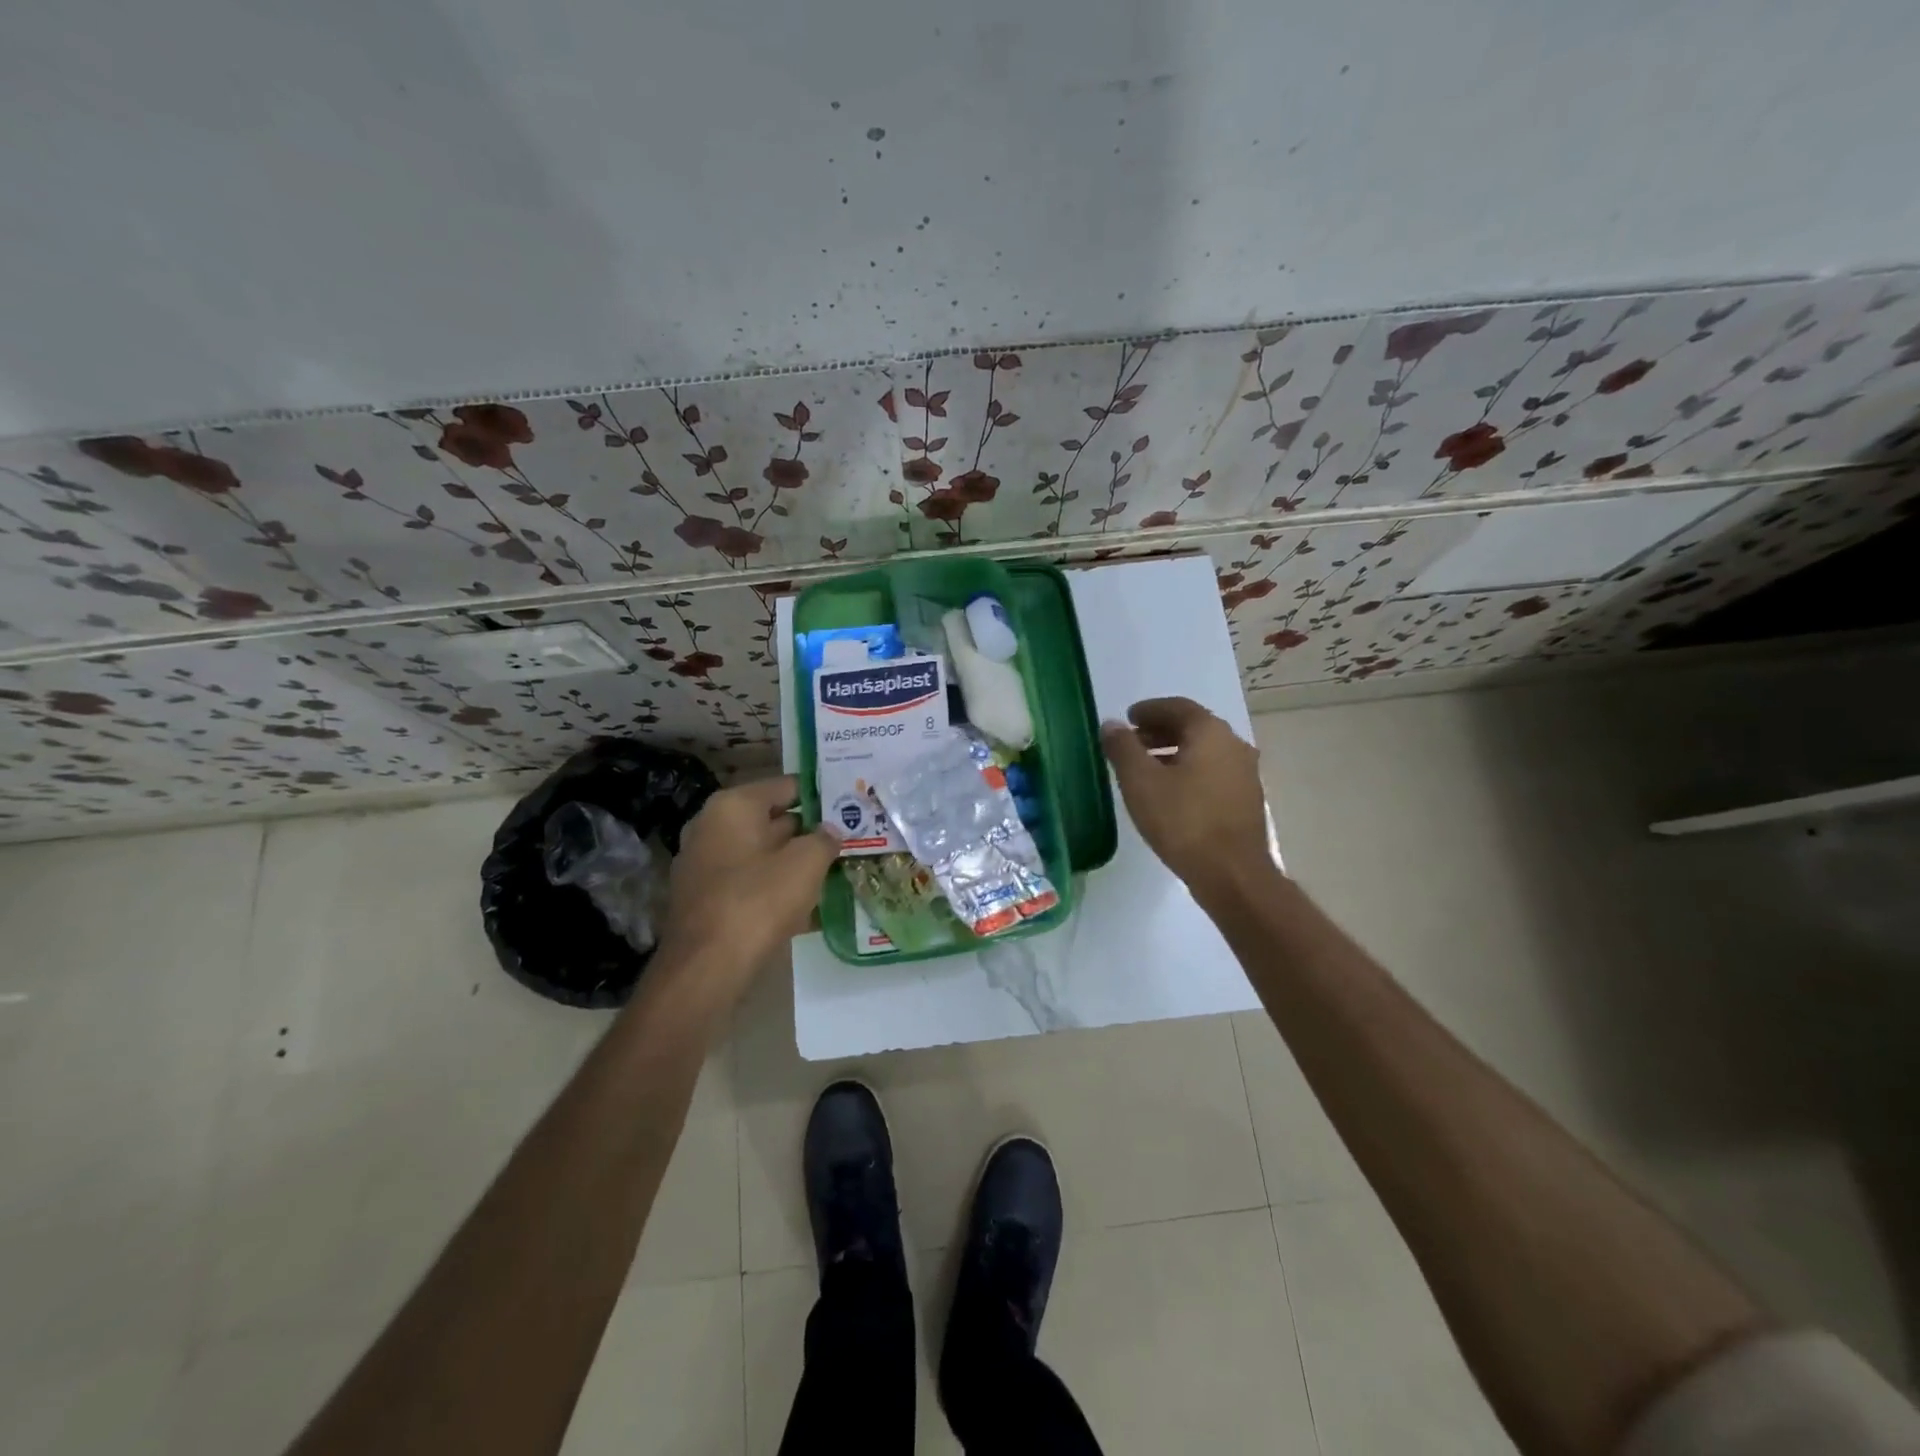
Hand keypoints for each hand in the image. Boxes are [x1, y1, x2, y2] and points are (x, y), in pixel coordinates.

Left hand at [659, 775, 840, 979]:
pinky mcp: (705, 900)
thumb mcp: (806, 863)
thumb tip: (830, 832)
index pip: (786, 786)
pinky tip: (809, 908)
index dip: (820, 796)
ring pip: (762, 856)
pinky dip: (776, 890)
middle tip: (848, 840)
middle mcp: (711, 827)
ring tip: (835, 873)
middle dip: (809, 832)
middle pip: (772, 820)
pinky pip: (750, 884)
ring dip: (795, 864)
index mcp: (733, 807)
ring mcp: (704, 865)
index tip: (848, 808)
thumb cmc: (759, 901)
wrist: (707, 968)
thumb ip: (825, 839)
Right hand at [1101, 697, 1273, 902]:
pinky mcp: (1246, 800)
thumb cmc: (1183, 821)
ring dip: (1174, 752)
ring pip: (1204, 751)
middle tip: (1132, 743)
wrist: (1232, 874)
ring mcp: (1245, 773)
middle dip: (1160, 731)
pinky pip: (1213, 772)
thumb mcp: (1140, 782)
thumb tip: (1112, 724)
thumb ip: (1123, 748)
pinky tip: (1171, 793)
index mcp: (1210, 732)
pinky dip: (1190, 771)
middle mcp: (1233, 744)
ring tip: (1146, 769)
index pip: (1177, 707)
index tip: (1128, 719)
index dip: (1149, 710)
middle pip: (1193, 727)